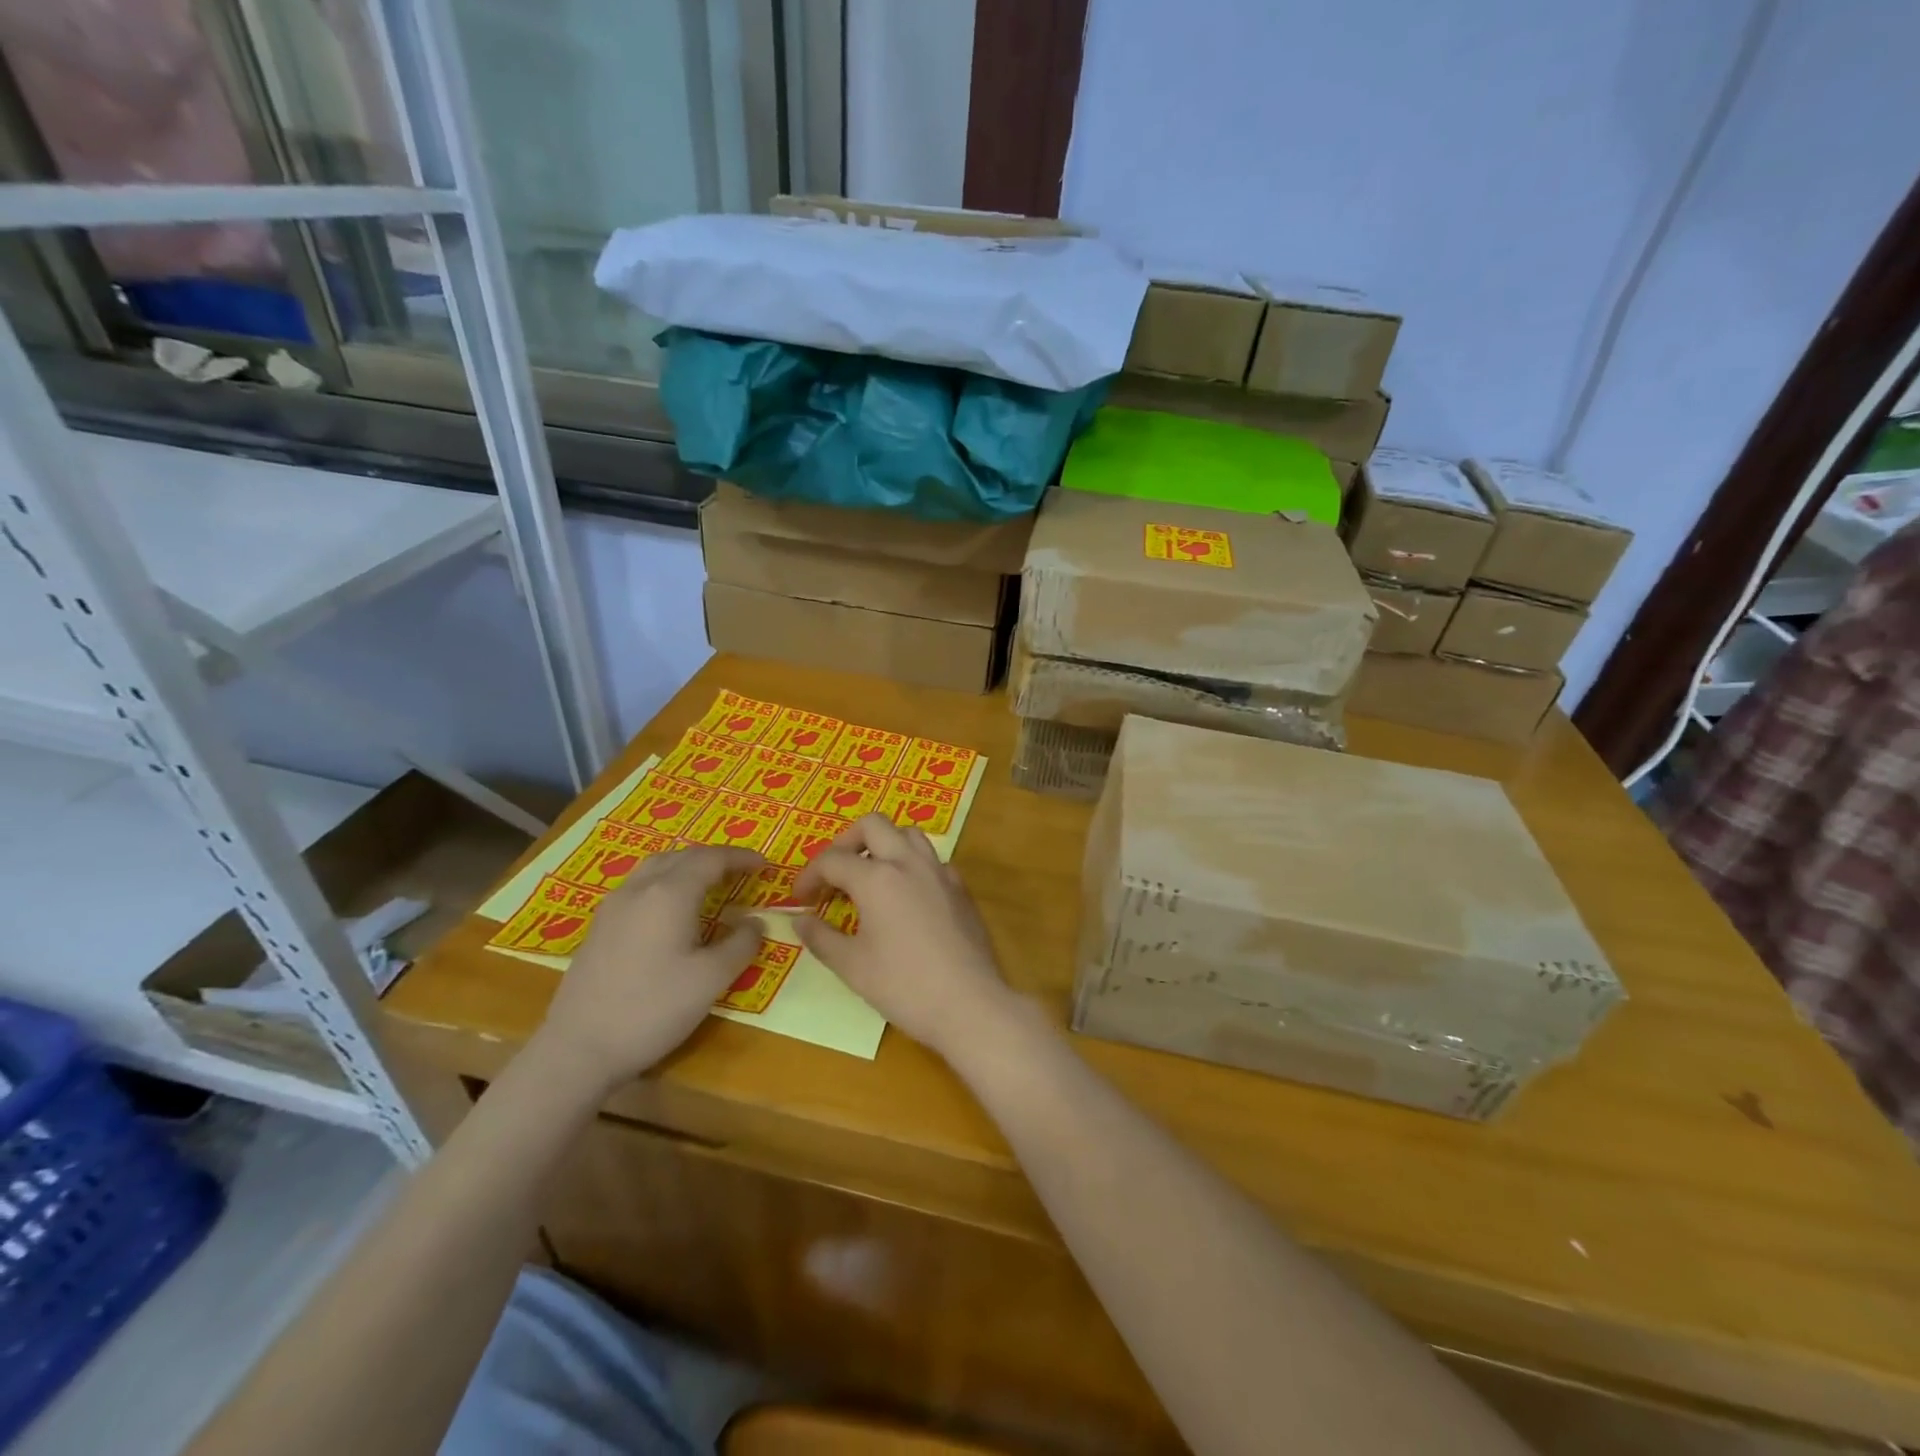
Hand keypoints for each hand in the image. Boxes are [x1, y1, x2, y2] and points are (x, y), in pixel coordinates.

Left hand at [536, 845, 764, 1084]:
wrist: (579, 1049)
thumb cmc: (653, 1009)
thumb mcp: (712, 979)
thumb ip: (741, 944)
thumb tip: (755, 922)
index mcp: (670, 893)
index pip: (711, 859)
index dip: (741, 858)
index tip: (765, 865)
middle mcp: (640, 889)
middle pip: (681, 856)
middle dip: (715, 859)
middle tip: (741, 872)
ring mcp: (613, 907)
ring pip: (656, 868)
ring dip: (687, 866)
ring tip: (708, 883)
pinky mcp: (599, 927)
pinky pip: (639, 887)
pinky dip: (665, 883)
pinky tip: (671, 910)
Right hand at [792, 814, 1017, 1060]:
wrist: (969, 1003)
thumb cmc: (904, 986)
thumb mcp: (852, 966)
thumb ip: (821, 937)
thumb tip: (799, 919)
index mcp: (877, 878)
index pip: (833, 860)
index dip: (810, 875)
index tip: (800, 899)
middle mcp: (909, 863)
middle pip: (874, 825)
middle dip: (847, 841)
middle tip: (835, 872)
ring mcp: (939, 872)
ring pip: (908, 834)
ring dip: (883, 844)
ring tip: (870, 875)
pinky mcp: (960, 888)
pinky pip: (931, 859)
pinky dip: (911, 864)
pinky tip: (906, 895)